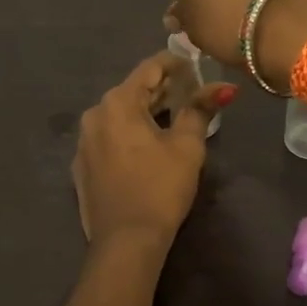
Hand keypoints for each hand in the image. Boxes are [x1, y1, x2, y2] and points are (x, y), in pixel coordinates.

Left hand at [73, 52, 235, 243]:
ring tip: (173, 118)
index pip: (149, 68)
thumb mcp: (186, 146)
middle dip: (162, 89)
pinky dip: (129, 134)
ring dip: (146, 112)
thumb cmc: (160, 188)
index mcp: (118, 103)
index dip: (175, 63)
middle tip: (191, 92)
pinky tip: (147, 147)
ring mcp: (84, 142)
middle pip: (133, 91)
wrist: (125, 242)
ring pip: (120, 115)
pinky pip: (109, 137)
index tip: (196, 65)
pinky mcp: (82, 167)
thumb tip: (224, 86)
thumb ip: (200, 110)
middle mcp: (94, 115)